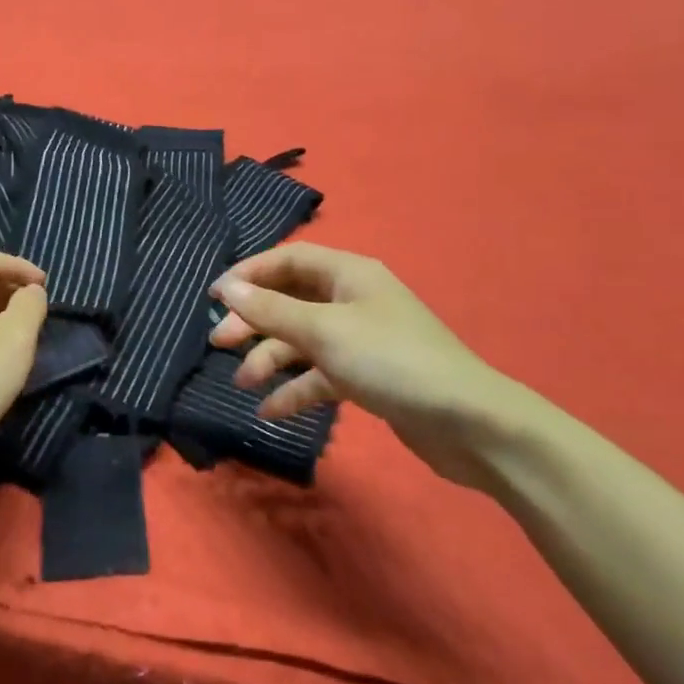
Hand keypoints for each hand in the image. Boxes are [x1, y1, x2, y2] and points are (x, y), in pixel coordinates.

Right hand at [209, 243, 522, 490]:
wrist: (469, 424)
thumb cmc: (391, 361)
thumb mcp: (324, 332)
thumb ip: (271, 310)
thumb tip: (227, 286)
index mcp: (348, 274)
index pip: (288, 260)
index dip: (249, 273)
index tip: (214, 297)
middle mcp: (353, 300)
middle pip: (291, 300)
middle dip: (254, 320)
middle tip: (219, 342)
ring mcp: (361, 340)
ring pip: (302, 340)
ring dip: (270, 359)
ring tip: (243, 383)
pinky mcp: (367, 376)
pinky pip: (320, 375)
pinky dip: (295, 389)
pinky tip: (270, 411)